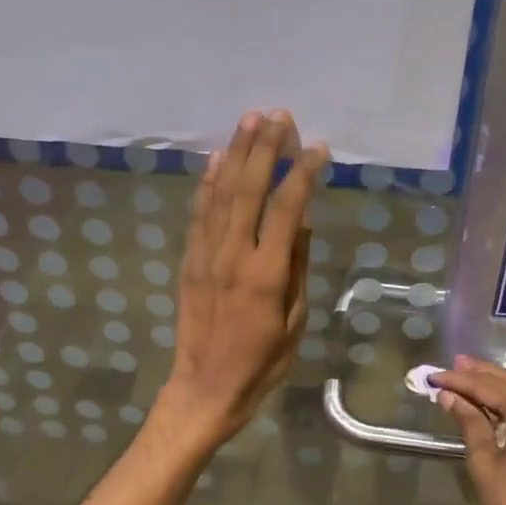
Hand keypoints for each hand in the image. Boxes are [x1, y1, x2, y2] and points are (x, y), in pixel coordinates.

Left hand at [158, 110, 329, 448]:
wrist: (205, 388)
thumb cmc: (261, 363)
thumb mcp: (294, 322)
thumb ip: (296, 268)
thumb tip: (301, 221)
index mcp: (265, 273)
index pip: (286, 208)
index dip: (302, 174)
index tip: (316, 149)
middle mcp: (233, 255)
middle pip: (249, 188)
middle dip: (265, 148)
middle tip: (279, 116)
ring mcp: (205, 255)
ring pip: (221, 193)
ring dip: (236, 153)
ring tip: (249, 120)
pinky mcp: (189, 261)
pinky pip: (199, 214)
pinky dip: (208, 183)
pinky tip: (218, 159)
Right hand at [433, 357, 505, 504]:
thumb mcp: (486, 464)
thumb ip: (470, 423)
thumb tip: (450, 397)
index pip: (489, 386)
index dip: (459, 381)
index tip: (433, 376)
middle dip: (479, 376)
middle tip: (450, 367)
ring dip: (498, 387)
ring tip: (467, 378)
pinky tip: (495, 403)